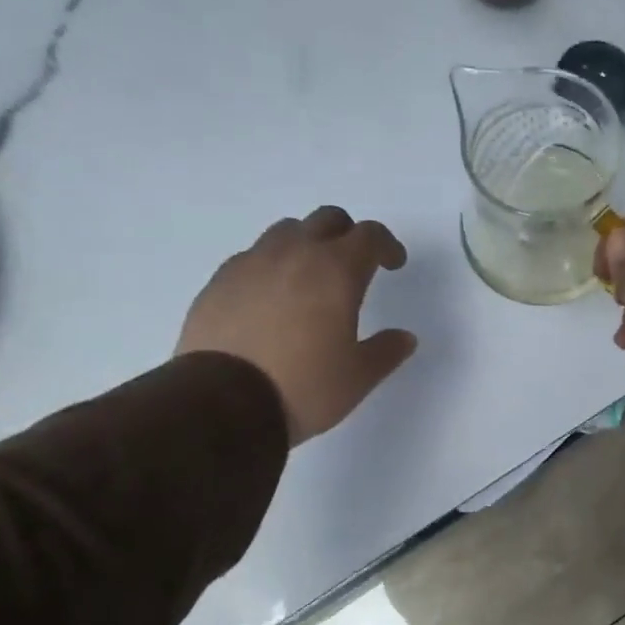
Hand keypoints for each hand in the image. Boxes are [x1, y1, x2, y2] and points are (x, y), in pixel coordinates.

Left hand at [176, 206, 417, 444]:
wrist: (222, 403)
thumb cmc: (304, 387)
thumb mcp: (358, 377)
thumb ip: (386, 351)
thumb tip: (405, 337)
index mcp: (336, 271)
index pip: (369, 236)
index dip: (387, 245)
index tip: (393, 264)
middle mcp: (294, 255)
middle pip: (327, 220)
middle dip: (348, 236)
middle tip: (355, 266)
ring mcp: (251, 264)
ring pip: (286, 232)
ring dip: (307, 245)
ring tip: (310, 279)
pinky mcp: (219, 281)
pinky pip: (253, 258)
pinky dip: (271, 267)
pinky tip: (271, 300)